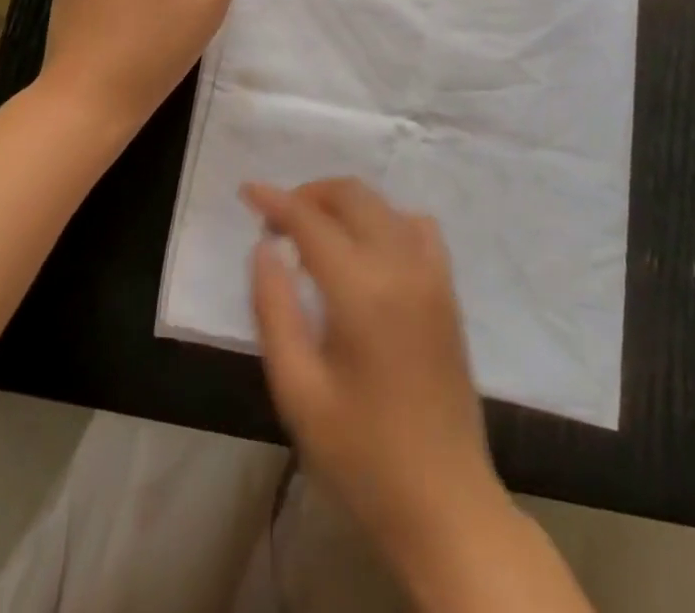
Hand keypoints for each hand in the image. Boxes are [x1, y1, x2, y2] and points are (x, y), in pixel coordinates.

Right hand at [244, 179, 508, 570]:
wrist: (445, 504)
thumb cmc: (361, 455)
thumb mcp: (298, 392)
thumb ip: (274, 310)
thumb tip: (265, 248)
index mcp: (362, 290)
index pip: (311, 221)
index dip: (275, 200)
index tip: (246, 191)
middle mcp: (401, 266)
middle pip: (351, 195)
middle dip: (309, 195)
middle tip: (277, 222)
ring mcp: (432, 274)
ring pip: (383, 204)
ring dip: (344, 204)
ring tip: (314, 234)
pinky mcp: (448, 291)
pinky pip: (417, 227)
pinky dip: (385, 219)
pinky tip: (367, 250)